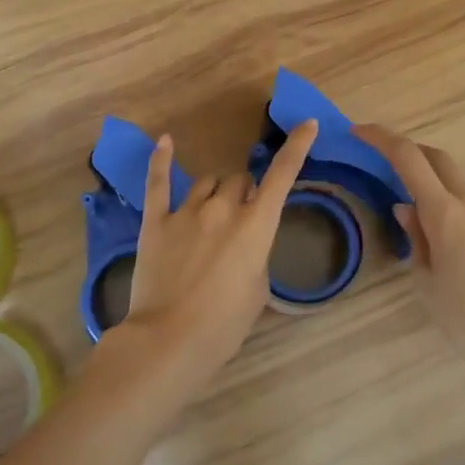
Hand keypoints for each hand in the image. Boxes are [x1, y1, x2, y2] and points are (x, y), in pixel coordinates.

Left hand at [121, 118, 319, 379]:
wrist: (170, 340)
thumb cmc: (224, 324)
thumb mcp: (257, 289)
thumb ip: (255, 254)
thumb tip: (242, 243)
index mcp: (256, 226)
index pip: (282, 175)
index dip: (297, 147)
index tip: (307, 124)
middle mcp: (224, 209)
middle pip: (240, 180)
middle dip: (245, 192)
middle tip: (240, 219)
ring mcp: (187, 212)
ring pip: (208, 182)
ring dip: (215, 191)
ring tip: (210, 214)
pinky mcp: (156, 222)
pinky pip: (159, 183)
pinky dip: (161, 161)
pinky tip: (164, 142)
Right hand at [353, 123, 464, 364]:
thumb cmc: (464, 315)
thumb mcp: (425, 279)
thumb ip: (415, 237)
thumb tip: (406, 208)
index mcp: (444, 213)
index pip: (410, 158)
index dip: (382, 138)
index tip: (358, 131)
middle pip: (436, 157)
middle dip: (407, 148)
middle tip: (378, 156)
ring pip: (452, 178)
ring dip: (425, 174)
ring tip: (400, 195)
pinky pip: (463, 201)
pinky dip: (441, 197)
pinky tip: (429, 227)